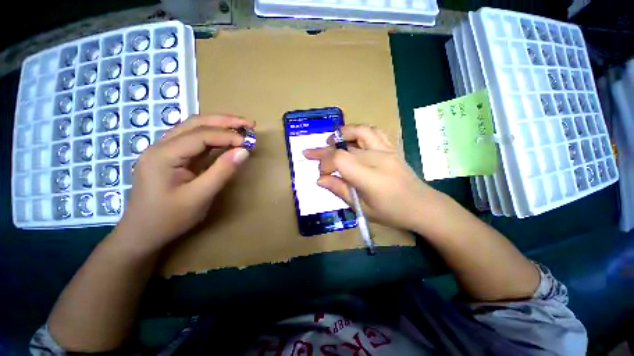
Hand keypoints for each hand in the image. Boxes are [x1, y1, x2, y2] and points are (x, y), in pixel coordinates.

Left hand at [114, 114, 254, 251]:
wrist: (142, 234)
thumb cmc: (169, 219)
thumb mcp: (200, 197)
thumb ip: (222, 171)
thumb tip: (244, 151)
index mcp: (163, 155)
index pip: (200, 135)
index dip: (227, 136)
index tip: (249, 142)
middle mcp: (161, 146)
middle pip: (195, 123)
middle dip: (224, 121)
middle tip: (249, 123)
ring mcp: (164, 151)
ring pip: (194, 128)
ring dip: (219, 126)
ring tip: (240, 128)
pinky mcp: (171, 157)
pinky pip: (194, 141)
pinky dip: (213, 137)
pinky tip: (225, 140)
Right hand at [304, 125, 443, 230]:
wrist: (423, 206)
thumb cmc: (392, 213)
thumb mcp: (362, 208)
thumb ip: (340, 190)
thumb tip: (320, 180)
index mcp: (370, 177)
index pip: (340, 159)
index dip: (324, 163)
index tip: (320, 174)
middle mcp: (378, 158)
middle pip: (345, 147)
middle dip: (324, 151)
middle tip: (310, 153)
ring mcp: (387, 150)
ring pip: (360, 131)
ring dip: (342, 133)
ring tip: (331, 140)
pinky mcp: (392, 148)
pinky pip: (374, 132)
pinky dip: (359, 132)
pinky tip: (352, 139)